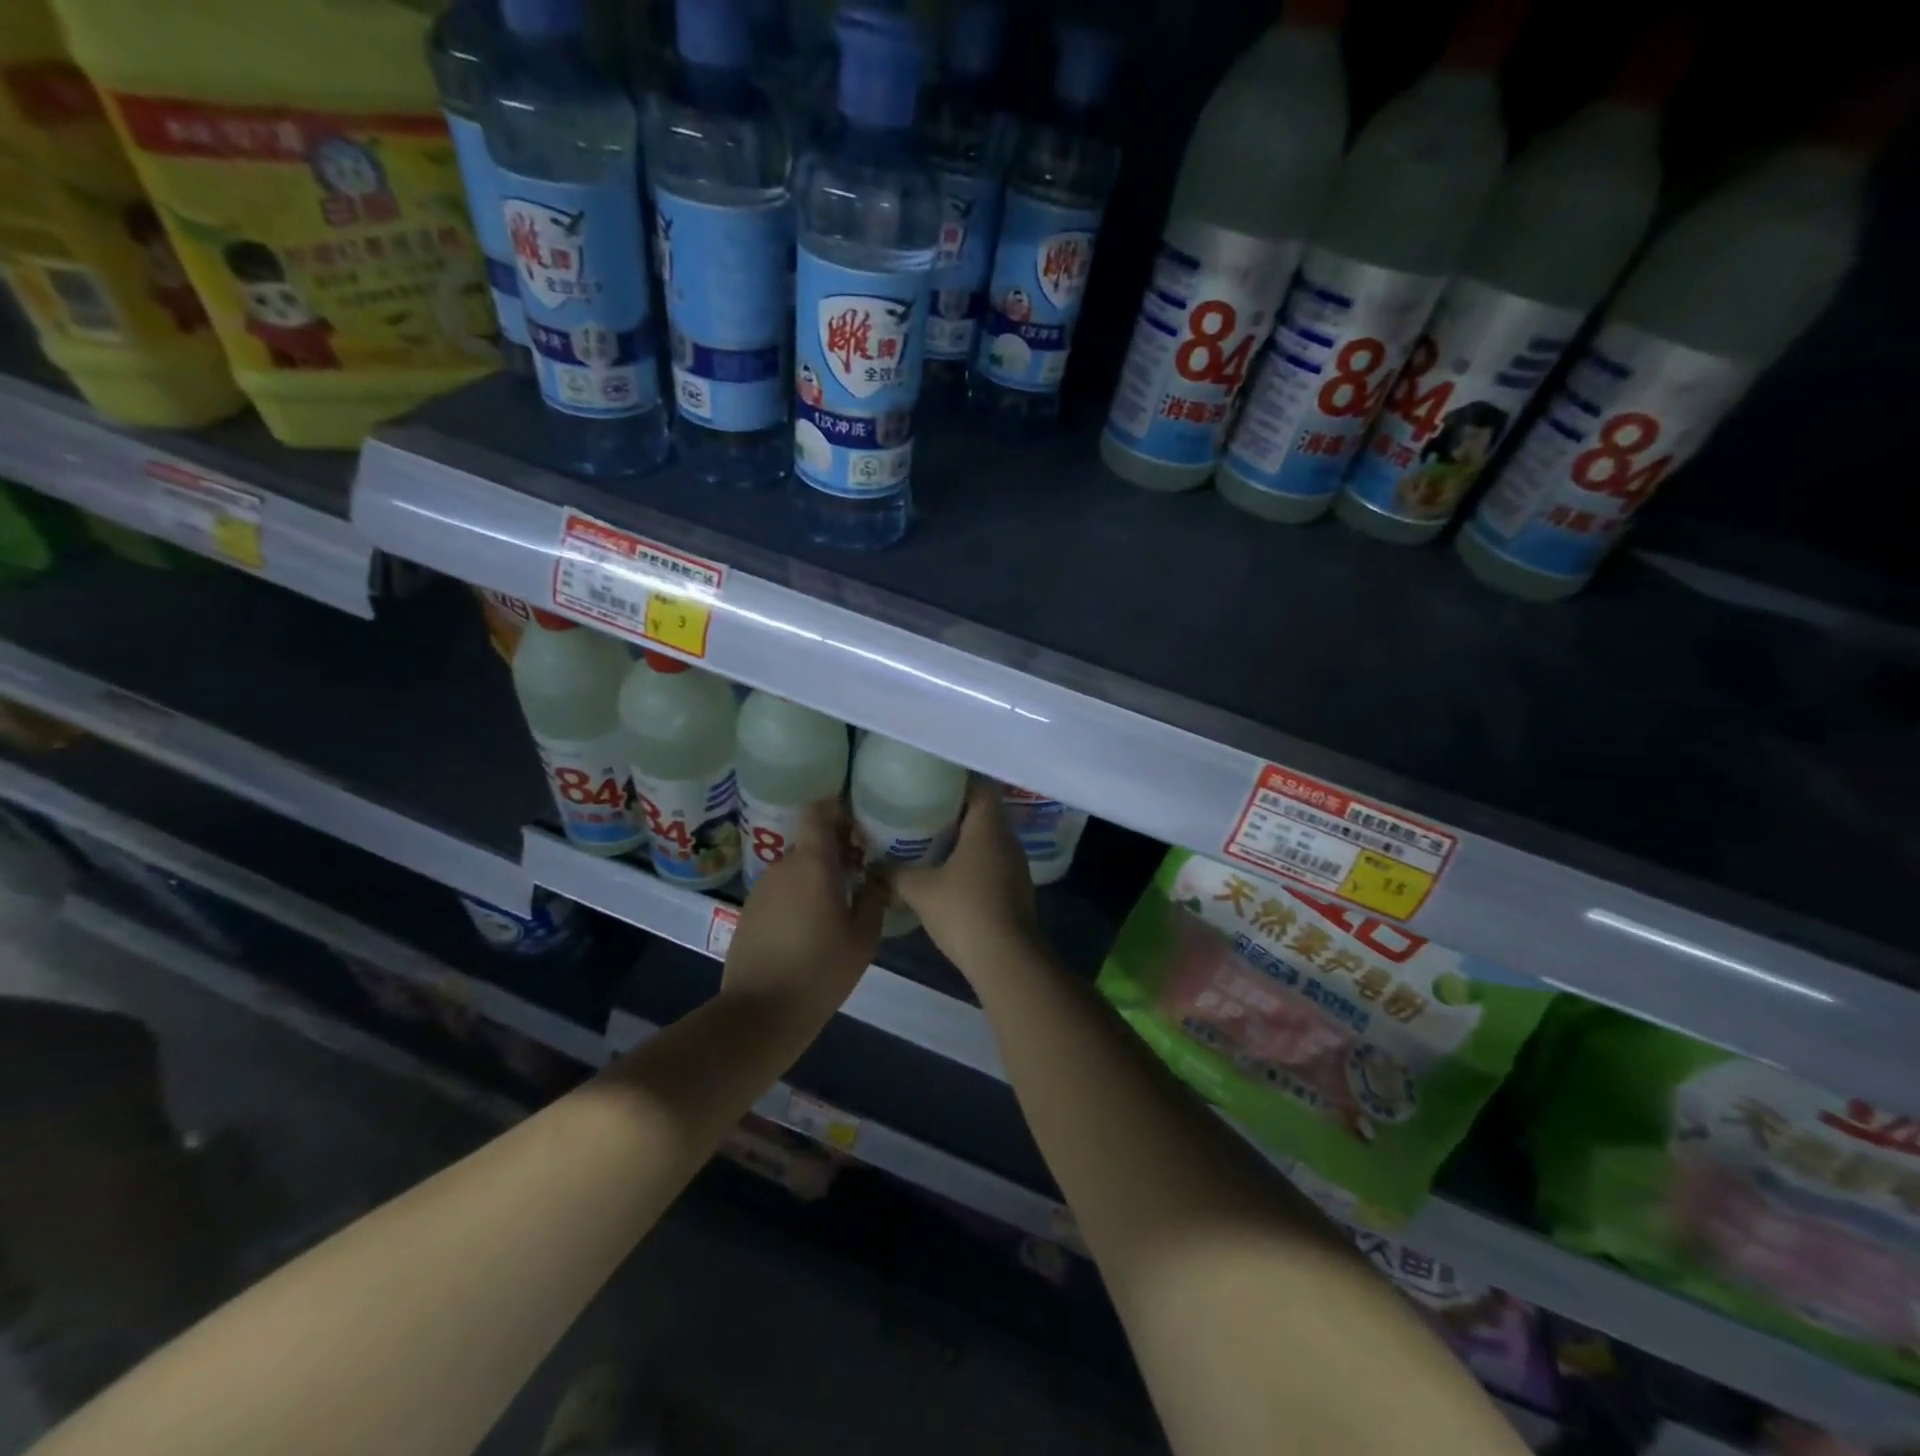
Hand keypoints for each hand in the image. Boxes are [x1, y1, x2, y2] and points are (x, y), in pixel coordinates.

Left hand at [721, 799, 884, 1020]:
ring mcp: (762, 889)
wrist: (761, 1012)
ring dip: (816, 876)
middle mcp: (783, 866)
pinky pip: (780, 891)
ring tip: (838, 904)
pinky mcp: (749, 912)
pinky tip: (811, 927)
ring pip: (795, 869)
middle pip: (810, 842)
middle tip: (860, 873)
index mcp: (813, 863)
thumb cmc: (821, 970)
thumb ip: (874, 899)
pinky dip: (798, 896)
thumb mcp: (864, 937)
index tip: (859, 828)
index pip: (819, 812)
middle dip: (835, 851)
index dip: (838, 811)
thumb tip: (876, 879)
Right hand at [892, 777, 1037, 981]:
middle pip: (983, 812)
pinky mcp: (1015, 890)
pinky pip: (992, 863)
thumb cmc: (964, 911)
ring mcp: (1015, 866)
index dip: (958, 781)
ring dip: (964, 839)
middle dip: (955, 811)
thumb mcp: (920, 890)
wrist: (1006, 959)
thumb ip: (893, 874)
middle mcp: (1007, 840)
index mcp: (988, 828)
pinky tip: (948, 874)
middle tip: (922, 811)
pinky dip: (972, 862)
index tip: (932, 782)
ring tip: (930, 841)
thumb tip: (871, 867)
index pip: (980, 787)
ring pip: (988, 840)